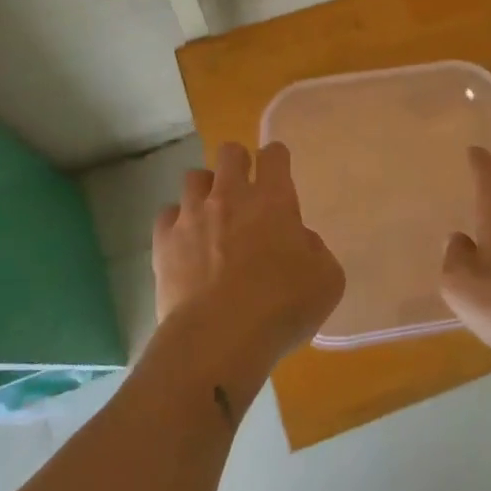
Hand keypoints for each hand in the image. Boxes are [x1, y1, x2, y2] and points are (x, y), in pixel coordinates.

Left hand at [152, 141, 345, 363]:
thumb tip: (298, 241)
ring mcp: (192, 216)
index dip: (276, 158)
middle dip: (238, 162)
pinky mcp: (164, 241)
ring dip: (205, 190)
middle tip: (244, 189)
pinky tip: (185, 243)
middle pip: (229, 153)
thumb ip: (315, 250)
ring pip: (194, 177)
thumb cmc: (282, 307)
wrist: (220, 337)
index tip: (278, 170)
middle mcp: (230, 196)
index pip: (274, 155)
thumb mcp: (327, 279)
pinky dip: (177, 223)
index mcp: (273, 199)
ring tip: (211, 215)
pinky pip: (167, 215)